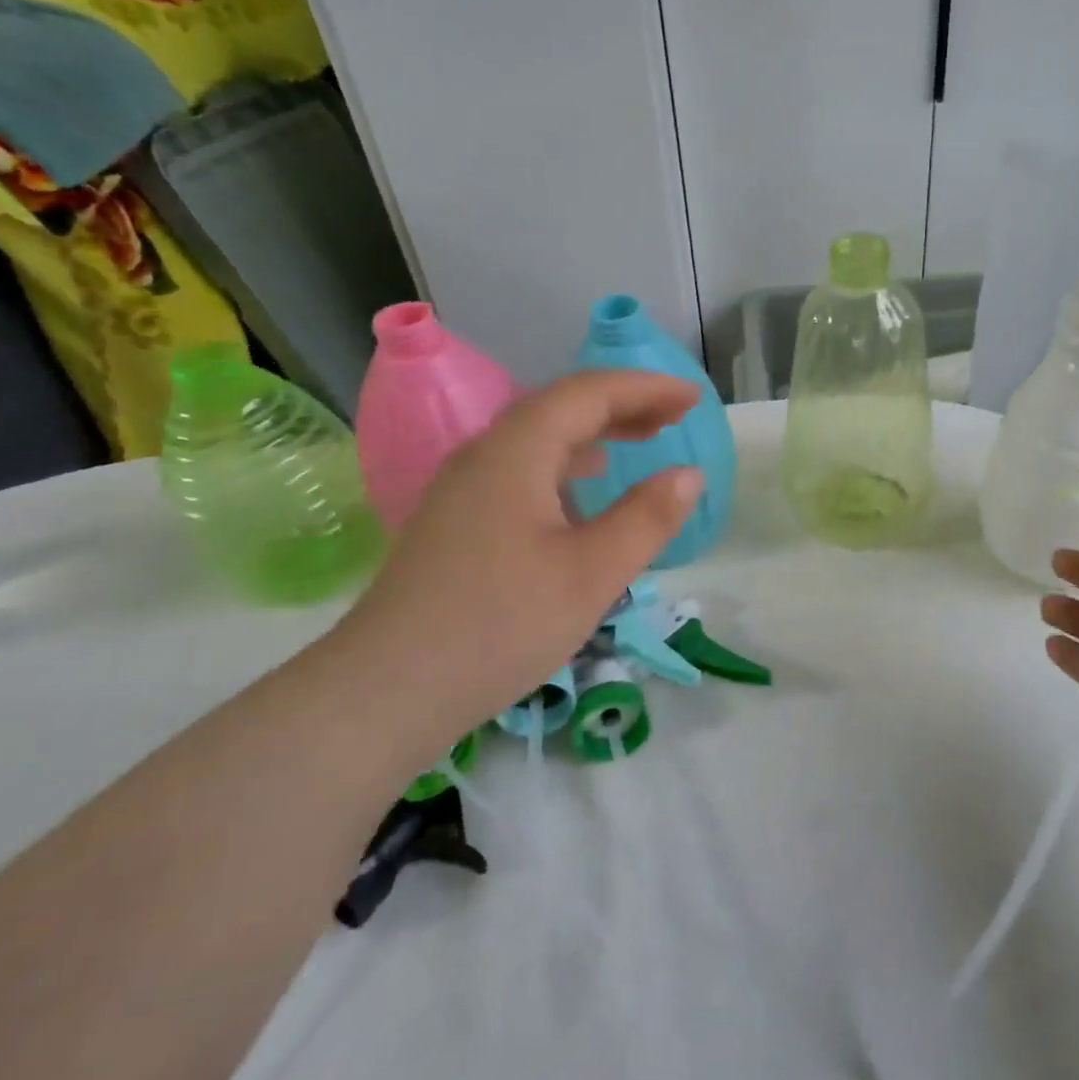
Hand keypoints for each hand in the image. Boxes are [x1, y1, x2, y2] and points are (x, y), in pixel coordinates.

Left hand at [337, 370, 703, 736]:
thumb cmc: (501, 624)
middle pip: (561, 408)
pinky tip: (581, 494)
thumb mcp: (593, 572)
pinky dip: (566, 465)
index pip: (589, 393)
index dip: (646, 388)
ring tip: (640, 441)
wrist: (386, 691)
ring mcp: (462, 489)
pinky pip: (521, 469)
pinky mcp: (455, 522)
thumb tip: (688, 474)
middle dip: (623, 404)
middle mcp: (484, 455)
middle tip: (675, 416)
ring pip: (538, 439)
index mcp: (516, 451)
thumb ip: (647, 517)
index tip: (693, 398)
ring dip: (594, 432)